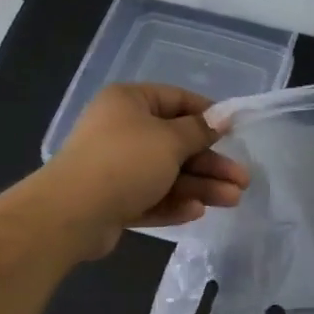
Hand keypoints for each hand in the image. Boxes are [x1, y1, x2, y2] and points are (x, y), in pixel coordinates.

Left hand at [42, 83, 250, 257]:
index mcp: (129, 102)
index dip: (207, 115)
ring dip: (200, 186)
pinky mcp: (112, 200)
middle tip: (242, 179)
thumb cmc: (125, 161)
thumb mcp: (170, 140)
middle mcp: (121, 130)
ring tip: (232, 200)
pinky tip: (198, 211)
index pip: (176, 100)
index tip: (234, 131)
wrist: (71, 213)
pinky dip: (173, 202)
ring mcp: (115, 167)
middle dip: (210, 163)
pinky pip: (149, 197)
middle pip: (175, 143)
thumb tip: (222, 116)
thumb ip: (199, 130)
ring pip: (166, 174)